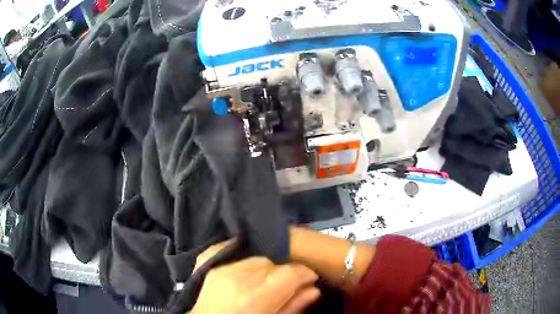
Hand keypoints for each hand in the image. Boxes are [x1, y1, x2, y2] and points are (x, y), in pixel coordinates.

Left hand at [192, 241, 320, 313]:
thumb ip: (292, 307)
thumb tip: (314, 289)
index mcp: (255, 297)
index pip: (291, 273)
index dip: (305, 274)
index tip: (309, 280)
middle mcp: (238, 277)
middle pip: (273, 264)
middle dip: (284, 274)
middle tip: (284, 288)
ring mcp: (220, 268)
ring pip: (256, 258)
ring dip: (265, 268)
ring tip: (263, 282)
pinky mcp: (206, 265)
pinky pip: (228, 248)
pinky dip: (240, 253)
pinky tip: (246, 262)